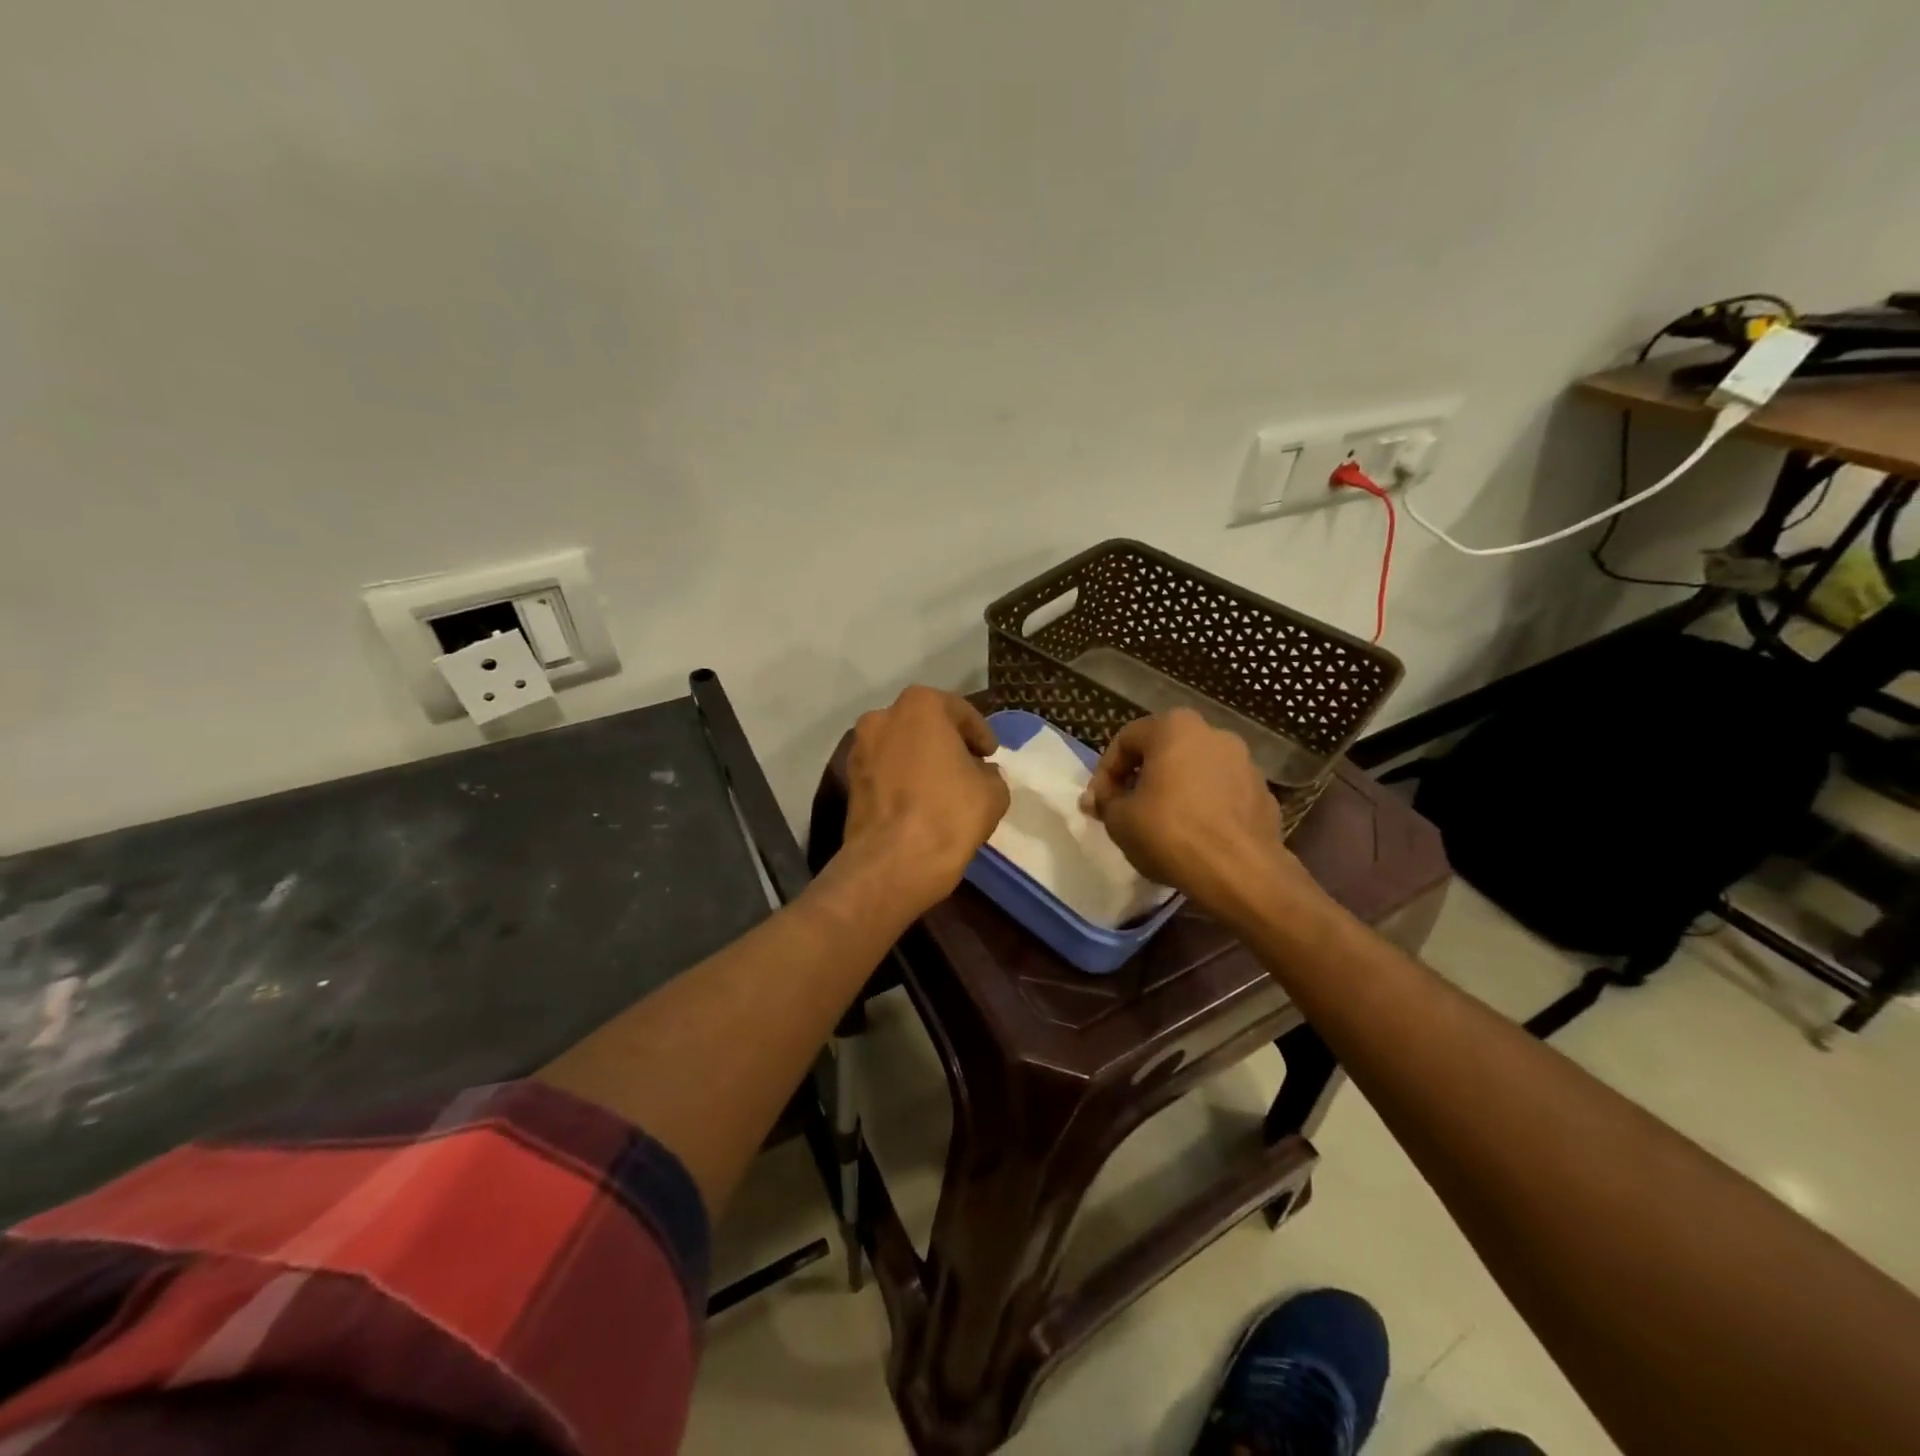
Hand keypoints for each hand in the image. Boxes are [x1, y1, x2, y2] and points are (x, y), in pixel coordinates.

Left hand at [841, 686, 1010, 911]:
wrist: (893, 863)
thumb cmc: (949, 814)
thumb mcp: (993, 791)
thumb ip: (990, 772)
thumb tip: (979, 773)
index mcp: (920, 706)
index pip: (961, 713)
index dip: (981, 736)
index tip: (991, 756)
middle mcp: (883, 717)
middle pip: (925, 725)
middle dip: (947, 743)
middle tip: (969, 768)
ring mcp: (860, 748)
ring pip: (901, 747)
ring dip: (922, 761)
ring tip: (944, 788)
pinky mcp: (849, 780)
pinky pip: (885, 771)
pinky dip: (902, 779)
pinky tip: (920, 802)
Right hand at [1080, 709, 1316, 919]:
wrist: (1239, 872)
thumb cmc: (1170, 833)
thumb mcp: (1119, 819)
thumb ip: (1105, 802)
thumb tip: (1097, 799)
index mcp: (1174, 727)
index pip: (1125, 740)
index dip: (1105, 773)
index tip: (1099, 803)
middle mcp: (1213, 733)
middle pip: (1164, 751)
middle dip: (1142, 778)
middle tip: (1127, 809)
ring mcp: (1244, 762)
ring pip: (1195, 771)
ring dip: (1175, 790)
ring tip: (1162, 824)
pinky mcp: (1263, 792)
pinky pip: (1222, 793)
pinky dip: (1204, 806)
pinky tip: (1195, 835)